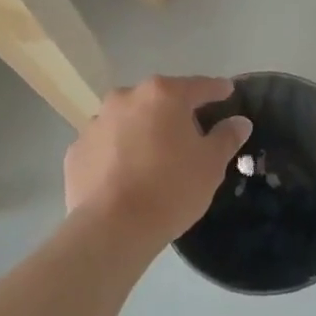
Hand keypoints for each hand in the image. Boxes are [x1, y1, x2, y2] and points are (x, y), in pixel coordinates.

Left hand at [64, 76, 251, 246]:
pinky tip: (126, 176)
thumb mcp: (211, 164)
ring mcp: (95, 123)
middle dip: (175, 113)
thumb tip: (239, 122)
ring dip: (142, 131)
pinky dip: (117, 153)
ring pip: (128, 121)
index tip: (228, 93)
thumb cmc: (171, 188)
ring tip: (154, 158)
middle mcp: (126, 98)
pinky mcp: (75, 151)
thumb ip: (226, 137)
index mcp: (163, 95)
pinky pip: (105, 145)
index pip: (199, 86)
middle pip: (159, 100)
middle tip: (190, 134)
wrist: (112, 228)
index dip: (217, 90)